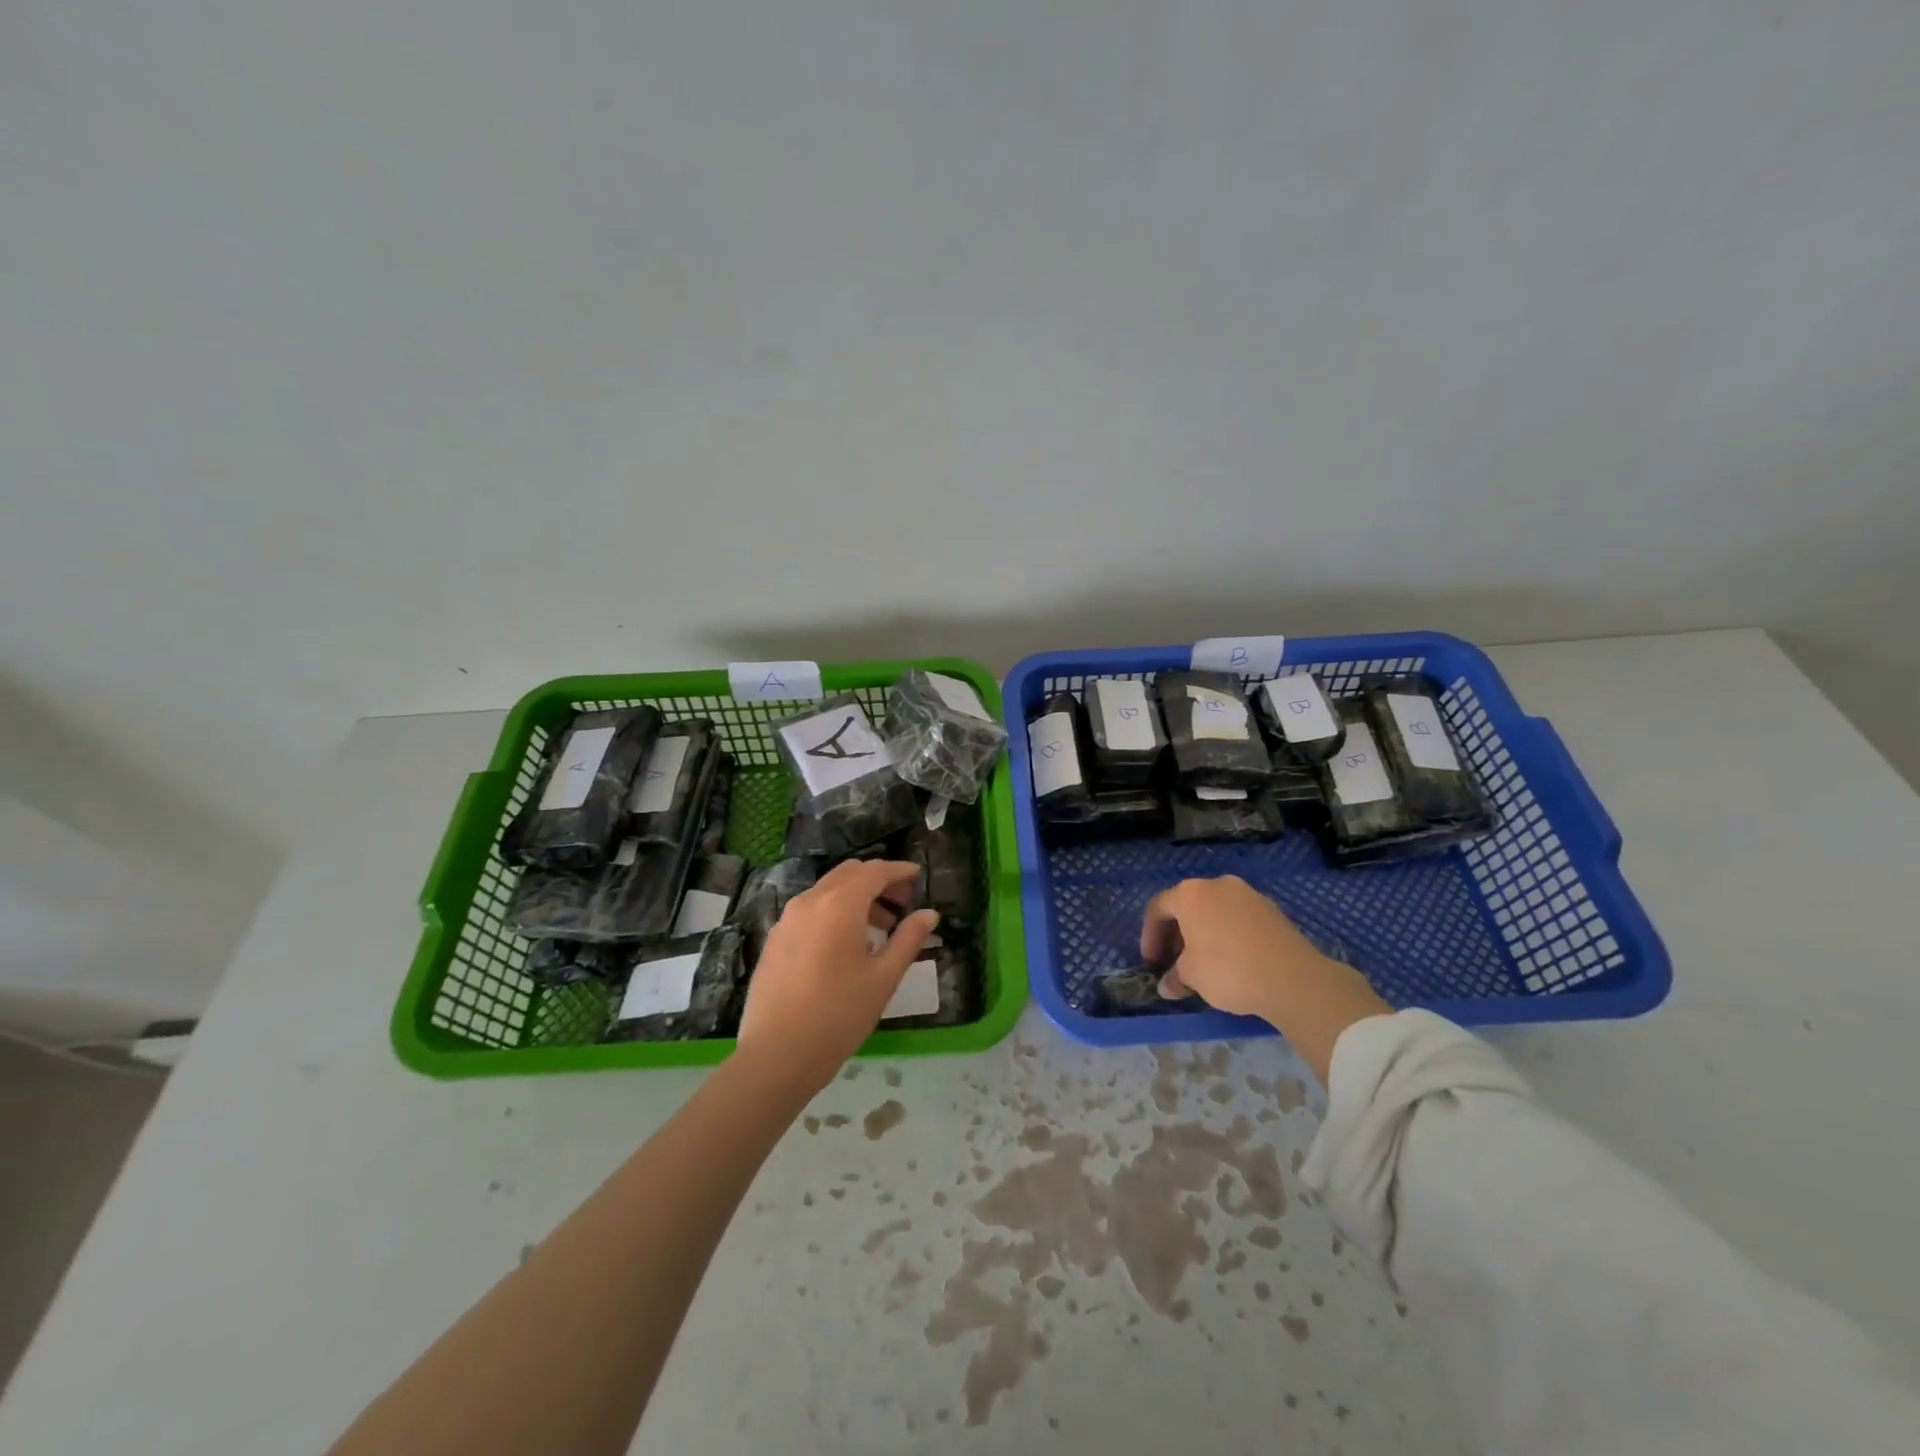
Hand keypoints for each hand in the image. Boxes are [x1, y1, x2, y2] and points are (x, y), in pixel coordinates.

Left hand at [736, 859, 938, 1093]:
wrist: (776, 1054)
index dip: (898, 871)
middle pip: (849, 874)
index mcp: (840, 905)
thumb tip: (929, 914)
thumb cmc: (839, 1015)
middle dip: (878, 881)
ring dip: (856, 896)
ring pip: (827, 890)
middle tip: (902, 903)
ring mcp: (787, 919)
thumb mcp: (883, 978)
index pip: (875, 872)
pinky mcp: (775, 938)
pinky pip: (810, 910)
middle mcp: (810, 901)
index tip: (917, 875)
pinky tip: (845, 945)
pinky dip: (834, 911)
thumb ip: (908, 940)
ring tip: (879, 928)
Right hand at [1141, 875, 1389, 1083]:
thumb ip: (1175, 976)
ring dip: (1204, 933)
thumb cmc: (1228, 970)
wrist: (1292, 978)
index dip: (1150, 935)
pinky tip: (1233, 960)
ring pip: (1215, 910)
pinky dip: (1228, 934)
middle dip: (1177, 933)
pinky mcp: (1272, 909)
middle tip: (1174, 961)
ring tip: (1204, 962)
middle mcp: (1217, 885)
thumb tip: (1168, 985)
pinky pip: (1239, 918)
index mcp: (1190, 894)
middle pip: (1188, 905)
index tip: (1152, 962)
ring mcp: (1248, 894)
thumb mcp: (1192, 977)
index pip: (1158, 908)